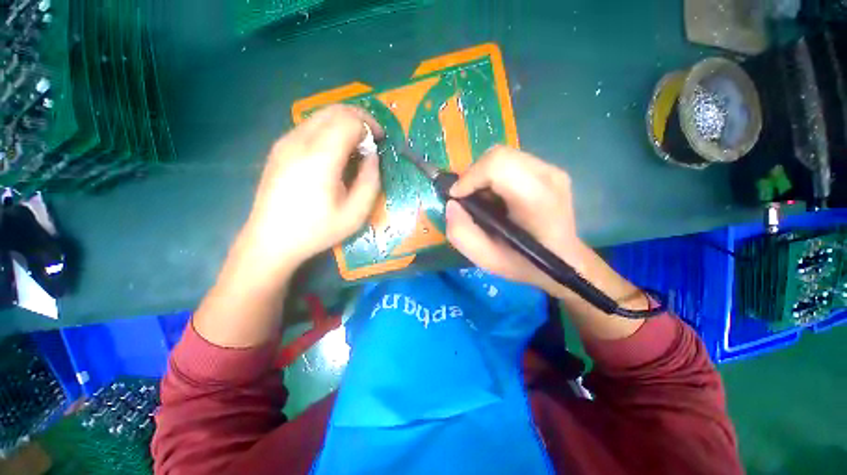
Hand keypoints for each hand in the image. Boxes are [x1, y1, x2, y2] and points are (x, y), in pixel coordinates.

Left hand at [237, 105, 383, 282]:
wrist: (271, 240)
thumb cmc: (317, 230)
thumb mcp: (355, 213)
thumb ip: (370, 181)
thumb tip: (372, 157)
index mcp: (320, 157)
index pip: (349, 121)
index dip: (370, 126)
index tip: (381, 141)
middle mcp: (299, 141)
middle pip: (334, 110)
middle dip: (359, 118)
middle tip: (372, 138)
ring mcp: (285, 142)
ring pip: (321, 115)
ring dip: (344, 123)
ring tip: (356, 146)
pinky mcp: (279, 148)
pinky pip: (309, 126)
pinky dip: (329, 130)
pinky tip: (334, 152)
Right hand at [445, 146, 583, 294]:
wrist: (565, 262)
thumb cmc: (526, 263)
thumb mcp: (487, 260)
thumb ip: (461, 234)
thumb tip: (451, 204)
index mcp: (537, 199)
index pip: (497, 165)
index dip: (469, 177)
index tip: (456, 197)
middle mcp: (548, 176)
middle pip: (498, 155)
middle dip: (473, 175)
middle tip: (466, 199)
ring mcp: (552, 170)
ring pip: (503, 156)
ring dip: (482, 175)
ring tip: (481, 199)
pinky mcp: (549, 170)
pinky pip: (512, 162)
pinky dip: (494, 175)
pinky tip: (496, 196)